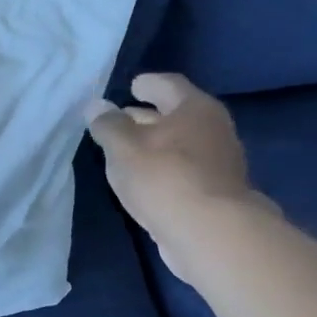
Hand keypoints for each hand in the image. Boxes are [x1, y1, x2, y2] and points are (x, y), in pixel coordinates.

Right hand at [85, 74, 269, 281]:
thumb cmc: (164, 177)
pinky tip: (147, 180)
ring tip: (127, 153)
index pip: (168, 84)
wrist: (210, 232)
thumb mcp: (123, 148)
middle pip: (177, 115)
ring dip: (156, 145)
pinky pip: (185, 170)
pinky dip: (165, 169)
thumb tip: (96, 106)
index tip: (131, 86)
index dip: (147, 84)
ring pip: (181, 144)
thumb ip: (108, 125)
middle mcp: (214, 129)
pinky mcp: (216, 192)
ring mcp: (220, 162)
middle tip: (120, 120)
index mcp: (195, 108)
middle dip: (147, 116)